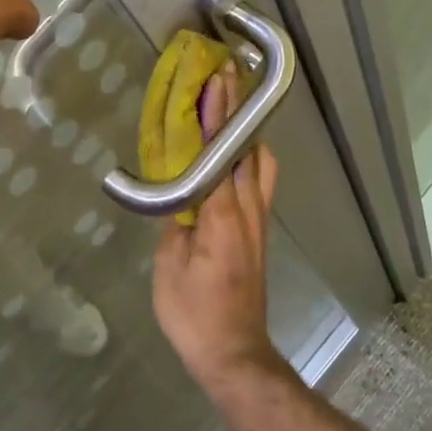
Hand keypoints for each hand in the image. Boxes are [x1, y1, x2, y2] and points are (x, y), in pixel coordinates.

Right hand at [152, 67, 285, 391]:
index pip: (220, 154)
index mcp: (222, 216)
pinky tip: (230, 155)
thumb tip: (178, 193)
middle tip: (226, 77)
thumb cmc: (194, 313)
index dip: (218, 115)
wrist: (234, 353)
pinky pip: (258, 182)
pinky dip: (247, 156)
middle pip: (248, 149)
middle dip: (238, 111)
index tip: (217, 79)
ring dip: (246, 132)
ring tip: (228, 109)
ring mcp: (259, 222)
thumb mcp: (169, 266)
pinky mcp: (259, 233)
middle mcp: (248, 211)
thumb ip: (175, 222)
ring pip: (261, 164)